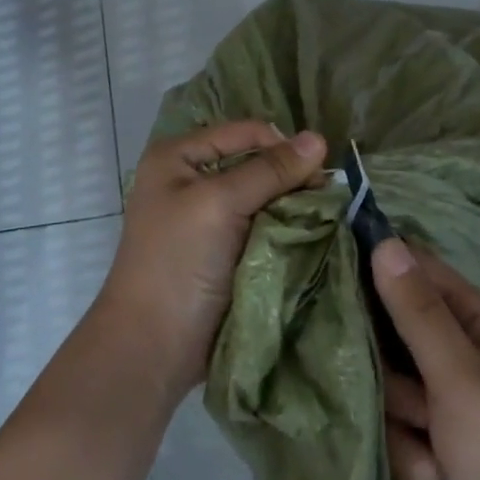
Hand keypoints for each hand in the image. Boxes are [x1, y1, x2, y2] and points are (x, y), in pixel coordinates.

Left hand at [100, 120, 328, 398]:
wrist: (152, 346)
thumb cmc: (178, 262)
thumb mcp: (220, 204)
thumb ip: (269, 171)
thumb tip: (319, 138)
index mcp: (178, 156)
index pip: (244, 132)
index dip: (282, 145)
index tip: (320, 171)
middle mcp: (192, 178)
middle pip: (255, 162)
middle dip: (290, 176)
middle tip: (326, 196)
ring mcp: (207, 216)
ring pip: (264, 196)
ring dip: (292, 205)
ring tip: (324, 216)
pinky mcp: (224, 249)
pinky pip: (263, 226)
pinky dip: (285, 228)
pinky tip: (309, 234)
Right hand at [373, 237, 479, 479]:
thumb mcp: (459, 374)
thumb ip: (417, 310)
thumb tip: (384, 242)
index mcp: (473, 319)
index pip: (414, 268)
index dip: (377, 267)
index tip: (336, 276)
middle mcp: (454, 350)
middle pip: (388, 330)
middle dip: (390, 370)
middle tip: (408, 391)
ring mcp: (438, 399)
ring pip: (383, 385)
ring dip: (401, 421)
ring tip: (433, 447)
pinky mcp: (425, 441)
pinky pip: (390, 429)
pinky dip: (408, 456)